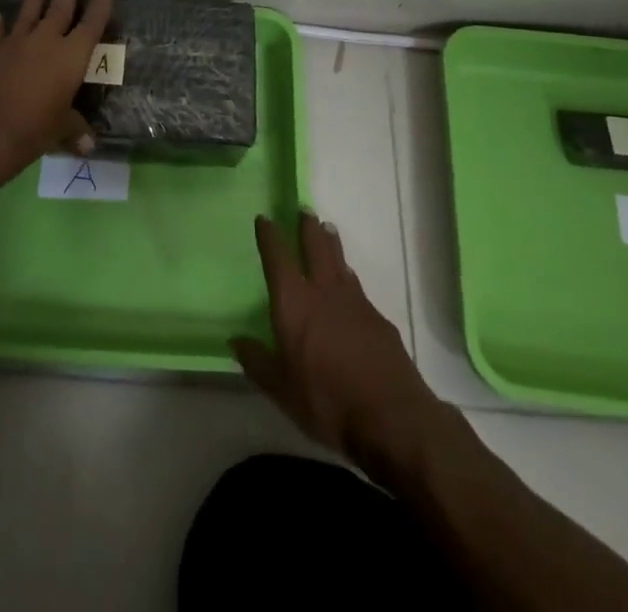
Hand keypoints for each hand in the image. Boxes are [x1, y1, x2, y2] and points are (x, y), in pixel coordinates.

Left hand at [0, 0, 112, 183]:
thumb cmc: (33, 130)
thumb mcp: (60, 131)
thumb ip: (74, 130)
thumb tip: (88, 145)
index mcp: (71, 57)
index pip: (91, 25)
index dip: (100, 7)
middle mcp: (45, 41)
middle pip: (60, 8)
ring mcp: (14, 42)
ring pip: (27, 12)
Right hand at [233, 212, 452, 481]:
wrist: (391, 417)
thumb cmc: (326, 402)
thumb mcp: (281, 390)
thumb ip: (257, 362)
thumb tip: (236, 340)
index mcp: (294, 303)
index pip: (278, 258)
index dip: (270, 237)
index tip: (265, 218)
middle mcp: (323, 292)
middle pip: (315, 248)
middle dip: (308, 228)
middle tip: (305, 210)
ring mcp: (355, 303)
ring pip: (340, 262)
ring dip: (331, 244)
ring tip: (328, 230)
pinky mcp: (379, 320)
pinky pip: (357, 287)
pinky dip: (349, 277)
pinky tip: (349, 283)